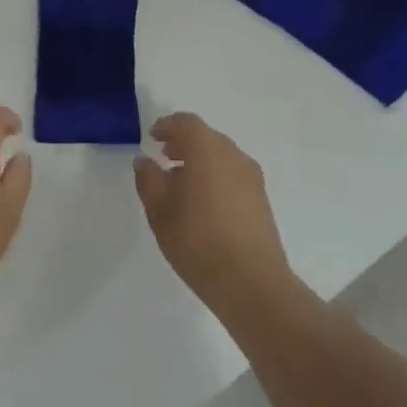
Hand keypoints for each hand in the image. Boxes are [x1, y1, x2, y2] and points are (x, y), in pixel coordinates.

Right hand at [134, 112, 292, 316]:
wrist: (252, 283)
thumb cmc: (198, 240)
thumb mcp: (159, 210)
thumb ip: (149, 179)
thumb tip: (145, 161)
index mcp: (207, 150)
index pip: (187, 123)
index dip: (167, 126)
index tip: (153, 138)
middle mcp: (233, 156)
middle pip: (206, 137)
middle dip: (183, 143)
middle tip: (163, 157)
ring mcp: (252, 178)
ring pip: (221, 156)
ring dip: (200, 161)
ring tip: (180, 184)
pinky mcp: (261, 200)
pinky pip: (233, 175)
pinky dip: (215, 177)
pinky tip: (202, 204)